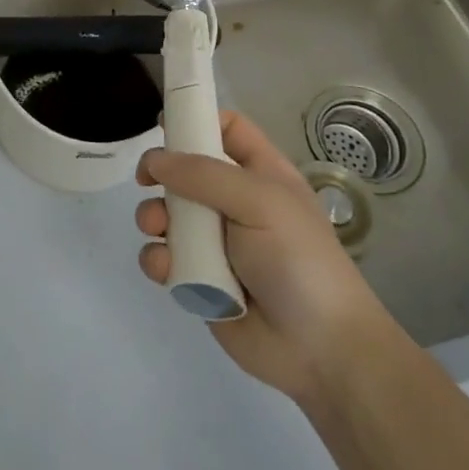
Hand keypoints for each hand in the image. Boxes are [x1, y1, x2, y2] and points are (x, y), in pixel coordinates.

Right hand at [136, 111, 387, 404]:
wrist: (321, 349)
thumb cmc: (298, 260)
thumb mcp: (259, 201)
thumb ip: (203, 175)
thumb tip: (154, 160)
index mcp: (260, 174)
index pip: (227, 129)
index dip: (197, 119)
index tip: (163, 124)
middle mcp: (234, 203)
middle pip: (185, 170)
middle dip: (162, 174)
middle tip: (147, 180)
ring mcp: (215, 242)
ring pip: (167, 214)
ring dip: (153, 217)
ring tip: (157, 229)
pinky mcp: (198, 279)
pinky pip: (164, 257)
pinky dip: (158, 260)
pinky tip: (167, 268)